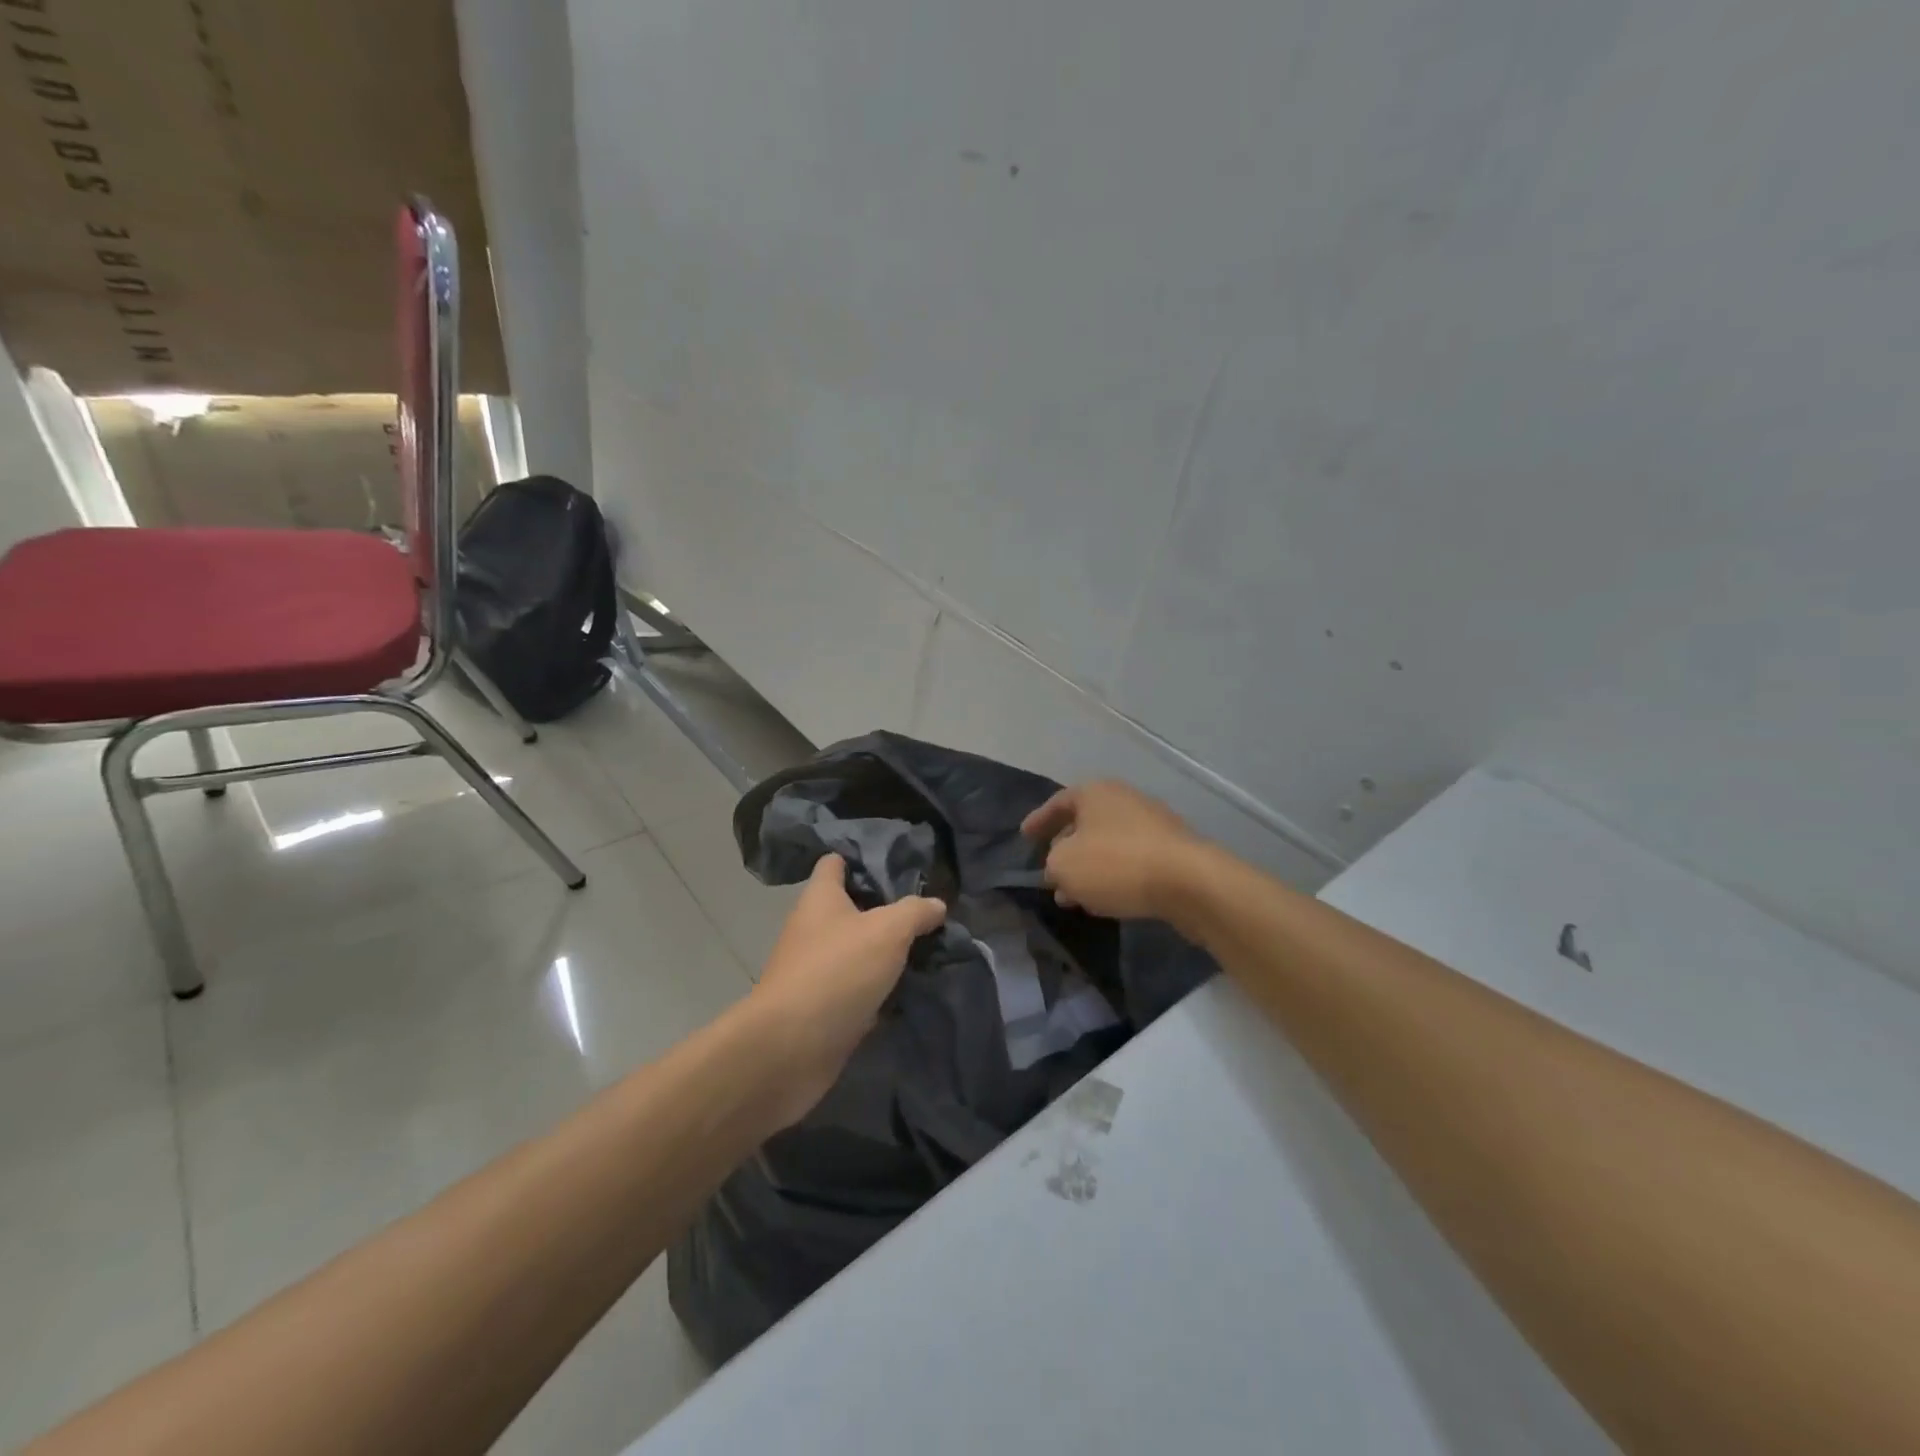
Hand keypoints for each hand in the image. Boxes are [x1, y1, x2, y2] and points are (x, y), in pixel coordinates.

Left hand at [747, 854, 945, 1123]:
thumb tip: (936, 905)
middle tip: (925, 912)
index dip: (861, 858)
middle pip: (849, 908)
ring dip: (884, 954)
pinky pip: (856, 991)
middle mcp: (812, 929)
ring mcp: (814, 971)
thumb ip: (915, 912)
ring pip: (855, 952)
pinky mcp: (821, 1009)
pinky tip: (909, 993)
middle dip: (884, 910)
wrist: (790, 1049)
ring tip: (927, 949)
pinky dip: (878, 992)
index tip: (896, 862)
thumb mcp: (888, 931)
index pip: (835, 863)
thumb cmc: (837, 971)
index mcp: (820, 898)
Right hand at [1021, 779, 1202, 919]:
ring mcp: (1152, 823)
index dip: (1038, 820)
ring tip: (1074, 895)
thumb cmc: (1116, 864)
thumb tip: (1058, 869)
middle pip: (1085, 822)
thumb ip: (1052, 865)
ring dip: (1089, 867)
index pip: (1058, 802)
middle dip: (1065, 848)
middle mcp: (1124, 799)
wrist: (1187, 882)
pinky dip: (1113, 875)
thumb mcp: (1064, 866)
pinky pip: (1131, 859)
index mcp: (1095, 792)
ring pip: (1108, 844)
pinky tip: (1105, 898)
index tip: (1025, 836)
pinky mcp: (1172, 850)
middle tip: (1050, 871)